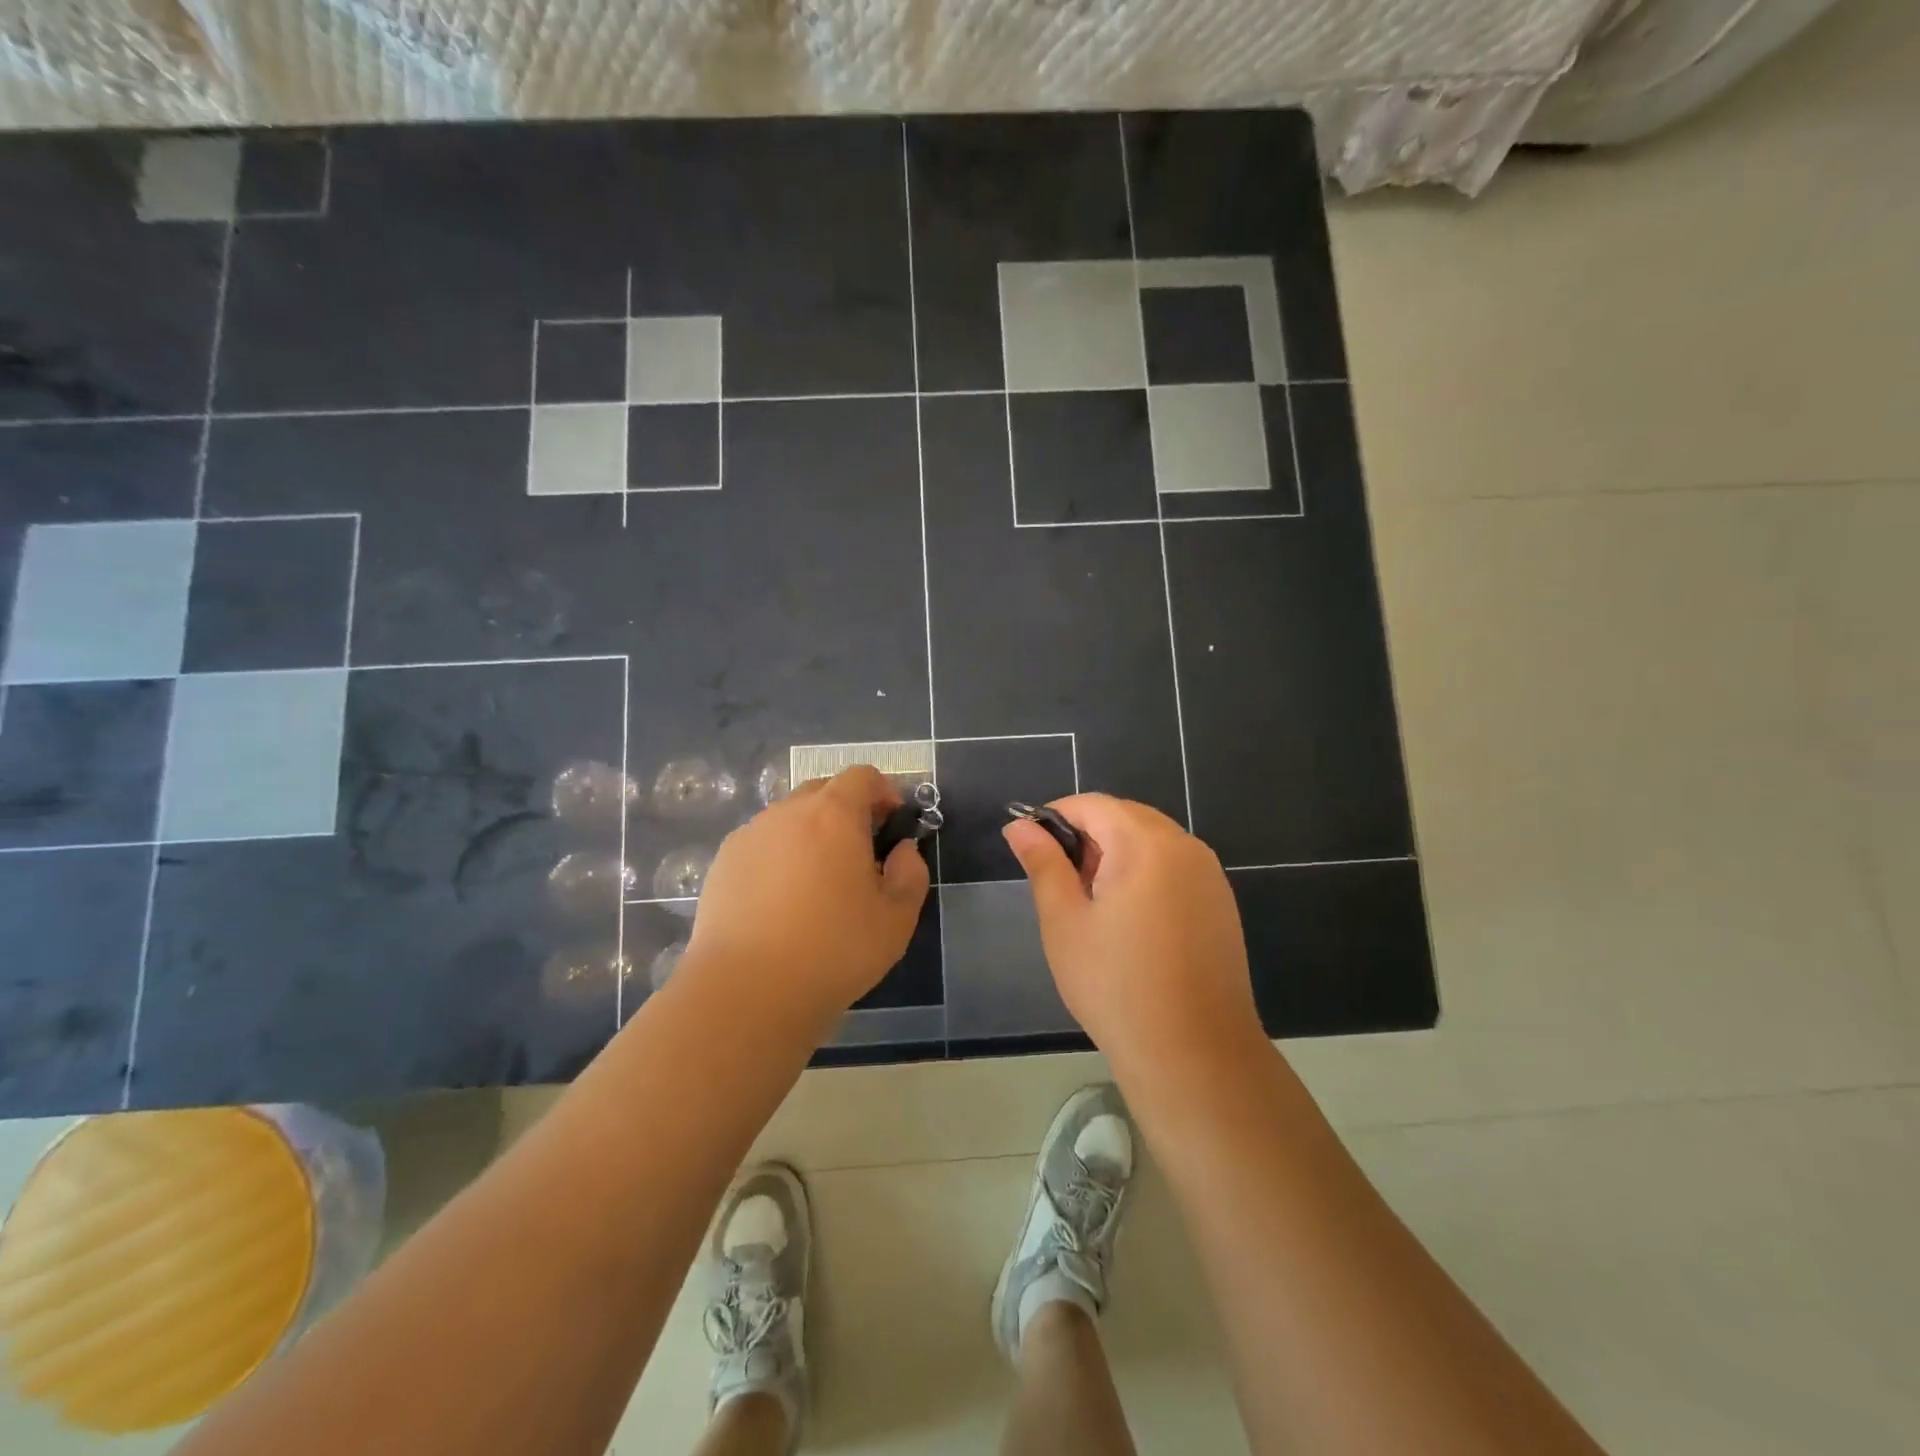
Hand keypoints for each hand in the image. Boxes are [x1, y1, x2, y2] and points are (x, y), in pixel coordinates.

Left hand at [686, 765, 928, 1021]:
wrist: (746, 990)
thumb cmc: (834, 950)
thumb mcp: (896, 919)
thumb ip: (910, 874)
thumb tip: (902, 851)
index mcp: (834, 814)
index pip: (862, 776)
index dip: (884, 793)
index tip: (892, 826)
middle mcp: (788, 812)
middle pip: (823, 790)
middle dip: (847, 811)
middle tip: (860, 856)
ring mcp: (750, 835)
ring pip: (789, 818)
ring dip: (810, 834)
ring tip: (817, 883)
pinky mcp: (722, 863)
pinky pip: (761, 844)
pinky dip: (778, 857)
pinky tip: (781, 902)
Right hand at [1003, 794, 1263, 1066]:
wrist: (1194, 1053)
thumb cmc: (1116, 985)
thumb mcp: (1064, 922)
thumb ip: (1043, 864)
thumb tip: (1019, 825)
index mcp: (1145, 843)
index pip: (1093, 804)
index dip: (1056, 816)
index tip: (1031, 847)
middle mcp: (1184, 846)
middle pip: (1126, 817)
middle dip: (1087, 835)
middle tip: (1061, 882)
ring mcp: (1209, 874)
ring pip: (1152, 840)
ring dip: (1117, 854)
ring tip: (1093, 903)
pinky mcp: (1221, 902)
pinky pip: (1175, 866)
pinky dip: (1145, 873)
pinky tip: (1131, 920)